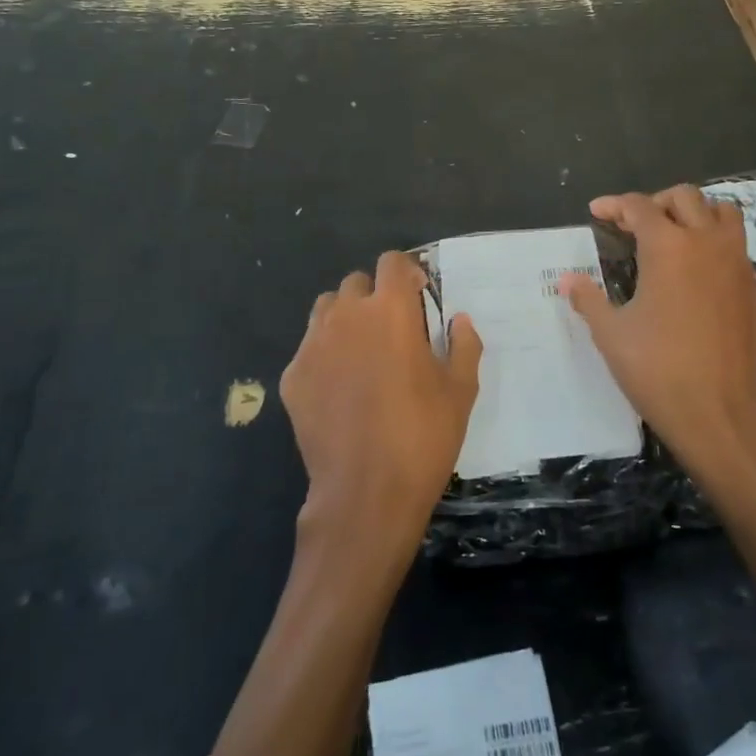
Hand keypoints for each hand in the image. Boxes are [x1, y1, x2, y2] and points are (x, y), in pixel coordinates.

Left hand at [281, 251, 482, 559]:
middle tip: (393, 330)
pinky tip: (339, 388)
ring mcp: (313, 345)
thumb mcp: (461, 391)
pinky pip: (309, 348)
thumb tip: (459, 321)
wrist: (366, 493)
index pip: (392, 262)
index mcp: (391, 311)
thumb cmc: (422, 436)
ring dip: (346, 318)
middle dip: (376, 296)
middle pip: (357, 283)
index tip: (419, 297)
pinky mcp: (293, 376)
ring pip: (327, 309)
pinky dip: (325, 354)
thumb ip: (463, 345)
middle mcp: (347, 316)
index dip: (407, 273)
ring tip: (362, 351)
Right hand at [560, 187, 755, 486]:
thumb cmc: (656, 368)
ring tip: (677, 234)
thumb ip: (588, 299)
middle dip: (657, 202)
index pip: (639, 207)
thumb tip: (568, 279)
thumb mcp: (611, 333)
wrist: (717, 412)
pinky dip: (718, 250)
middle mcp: (707, 243)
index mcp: (668, 247)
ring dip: (697, 214)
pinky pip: (739, 252)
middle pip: (685, 197)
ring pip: (724, 215)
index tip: (597, 211)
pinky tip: (702, 278)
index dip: (614, 205)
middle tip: (636, 223)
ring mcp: (739, 265)